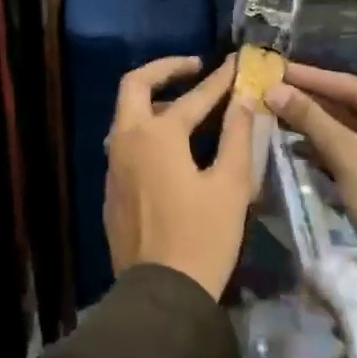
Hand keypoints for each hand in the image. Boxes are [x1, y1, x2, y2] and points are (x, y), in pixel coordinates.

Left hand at [104, 55, 258, 298]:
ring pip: (126, 115)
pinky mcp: (111, 188)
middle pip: (134, 86)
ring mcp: (113, 165)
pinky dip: (146, 131)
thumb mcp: (231, 186)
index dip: (220, 79)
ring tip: (187, 108)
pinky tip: (171, 148)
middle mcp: (126, 140)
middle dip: (164, 70)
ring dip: (153, 101)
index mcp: (157, 135)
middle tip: (194, 69)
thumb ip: (238, 136)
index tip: (237, 63)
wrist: (161, 294)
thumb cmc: (202, 238)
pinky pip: (125, 143)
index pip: (195, 97)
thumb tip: (245, 100)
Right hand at [264, 63, 356, 294]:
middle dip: (314, 101)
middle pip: (356, 106)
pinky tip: (298, 142)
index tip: (279, 67)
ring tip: (278, 111)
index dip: (314, 78)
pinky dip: (330, 146)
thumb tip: (274, 89)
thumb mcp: (349, 158)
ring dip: (318, 124)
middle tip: (274, 87)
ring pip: (355, 129)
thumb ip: (311, 120)